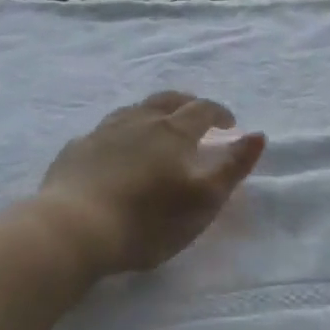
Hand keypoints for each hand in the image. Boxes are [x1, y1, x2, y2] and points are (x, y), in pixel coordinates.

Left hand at [37, 92, 266, 277]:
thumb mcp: (203, 200)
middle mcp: (139, 121)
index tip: (229, 124)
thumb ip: (232, 167)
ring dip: (152, 114)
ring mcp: (103, 132)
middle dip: (187, 104)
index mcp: (173, 131)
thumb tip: (257, 135)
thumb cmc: (147, 220)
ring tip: (157, 127)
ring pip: (133, 110)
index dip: (220, 113)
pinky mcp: (76, 150)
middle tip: (196, 116)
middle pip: (167, 100)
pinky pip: (103, 131)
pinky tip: (114, 149)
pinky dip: (119, 134)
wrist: (73, 229)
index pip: (203, 110)